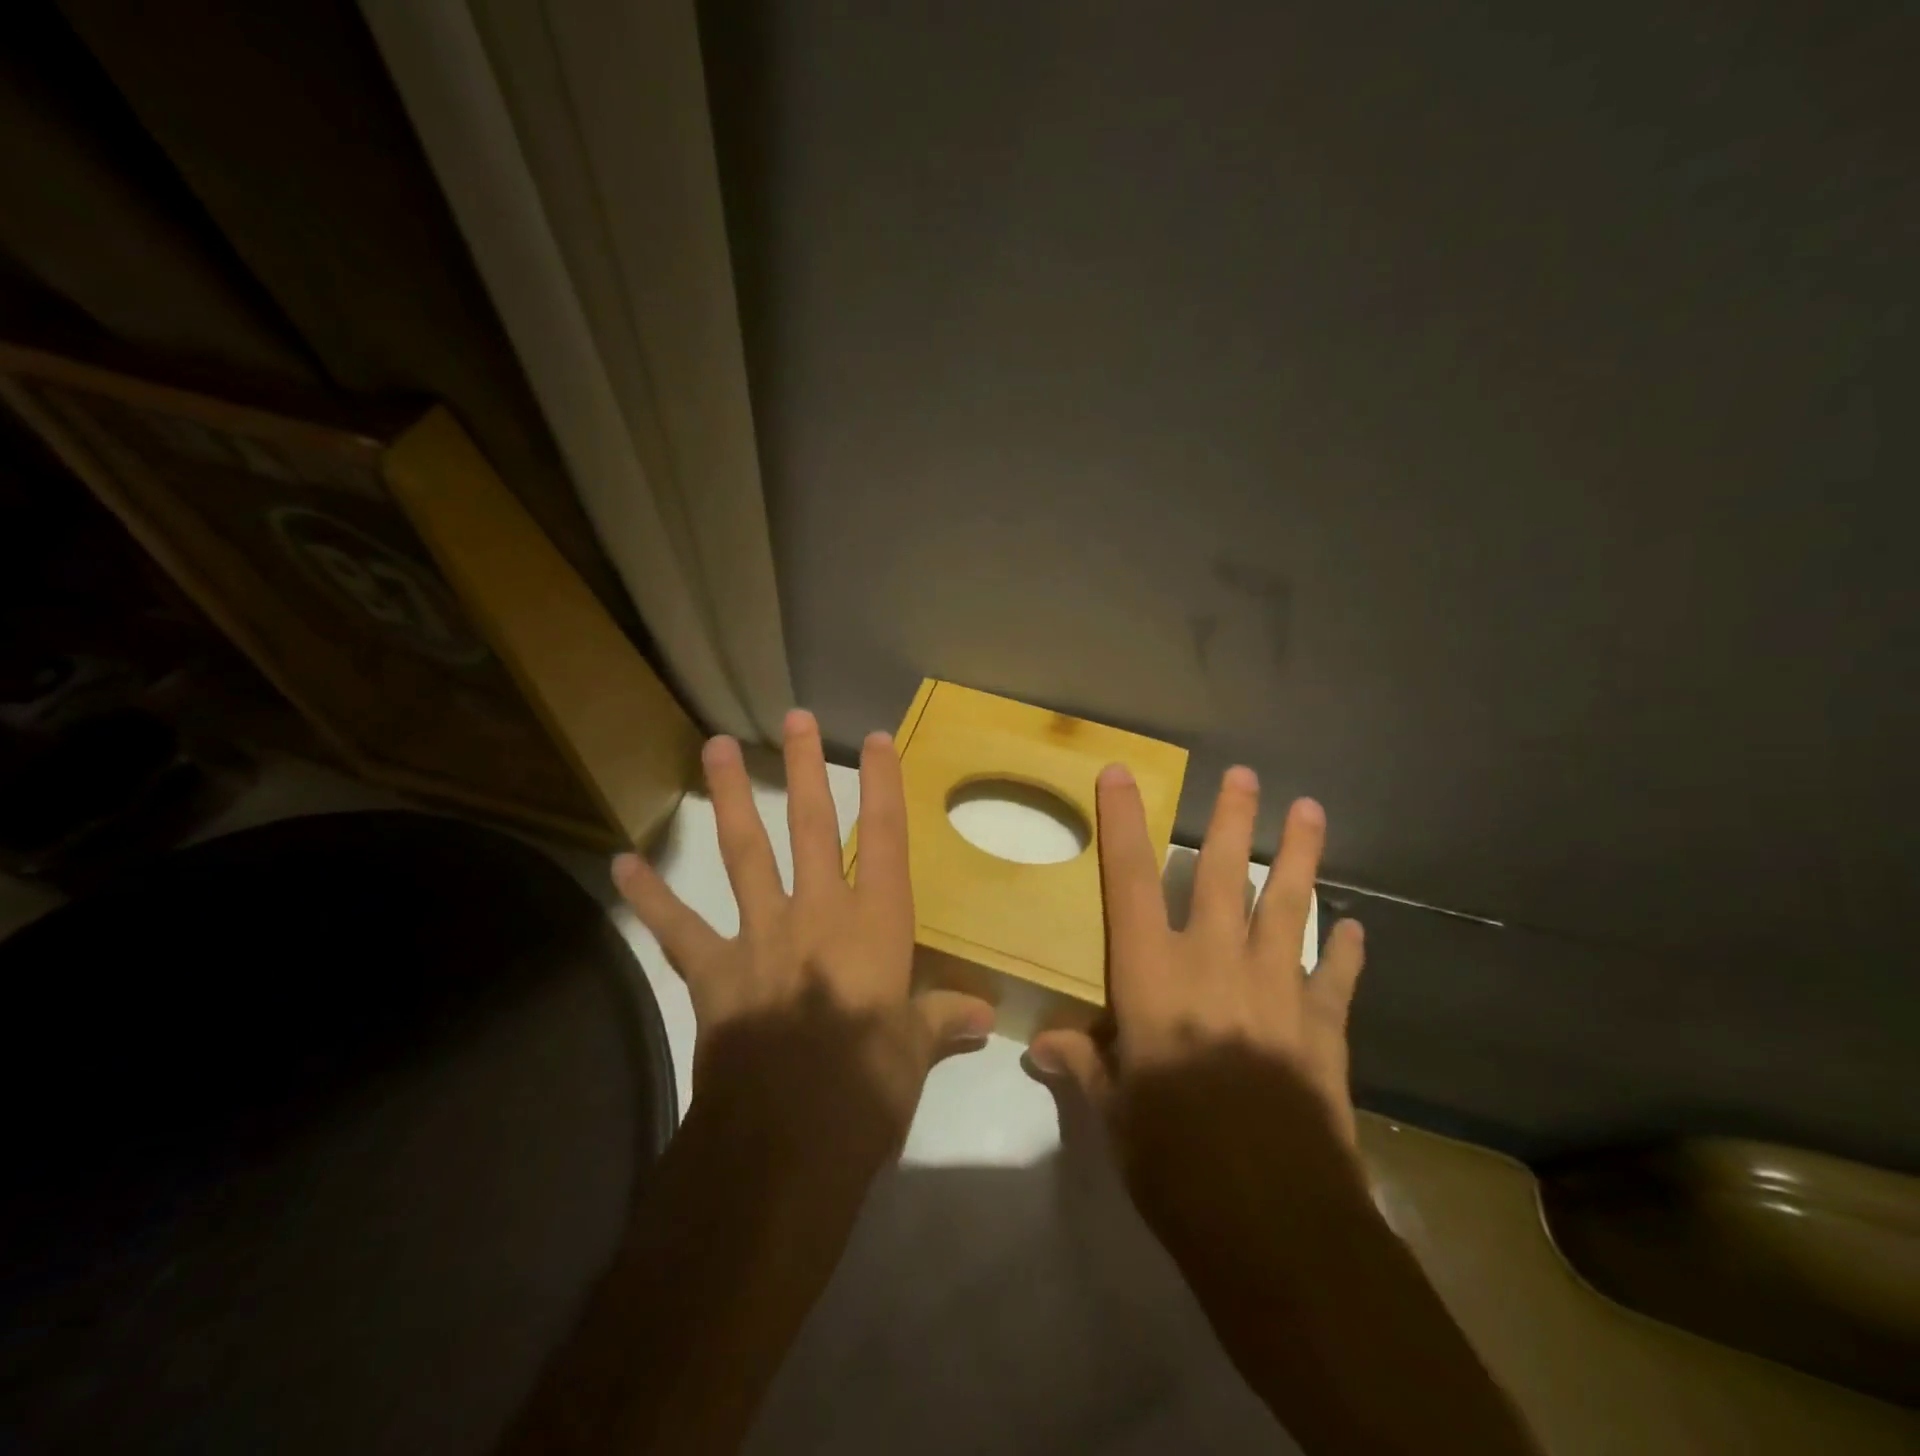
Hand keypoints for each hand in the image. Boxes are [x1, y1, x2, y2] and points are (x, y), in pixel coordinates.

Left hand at [613, 709, 994, 1138]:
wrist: (784, 1143)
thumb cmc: (867, 1091)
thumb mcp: (914, 1054)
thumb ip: (941, 1021)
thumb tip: (982, 1015)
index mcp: (876, 928)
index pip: (886, 840)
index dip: (884, 785)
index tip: (875, 739)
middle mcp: (819, 914)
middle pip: (813, 827)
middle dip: (806, 768)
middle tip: (795, 717)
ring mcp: (761, 936)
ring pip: (746, 853)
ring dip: (731, 798)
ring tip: (714, 747)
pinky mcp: (713, 971)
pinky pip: (678, 926)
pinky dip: (650, 896)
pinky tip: (621, 863)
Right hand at [1030, 763, 1364, 1146]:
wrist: (1275, 1220)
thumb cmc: (1174, 1159)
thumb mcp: (1114, 1114)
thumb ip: (1084, 1065)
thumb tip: (1041, 1045)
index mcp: (1152, 978)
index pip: (1130, 883)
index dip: (1122, 825)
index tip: (1119, 775)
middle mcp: (1214, 965)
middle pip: (1224, 876)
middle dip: (1233, 821)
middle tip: (1247, 775)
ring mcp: (1276, 991)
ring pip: (1289, 907)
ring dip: (1300, 857)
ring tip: (1311, 810)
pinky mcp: (1323, 1029)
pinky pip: (1335, 977)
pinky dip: (1345, 951)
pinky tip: (1355, 927)